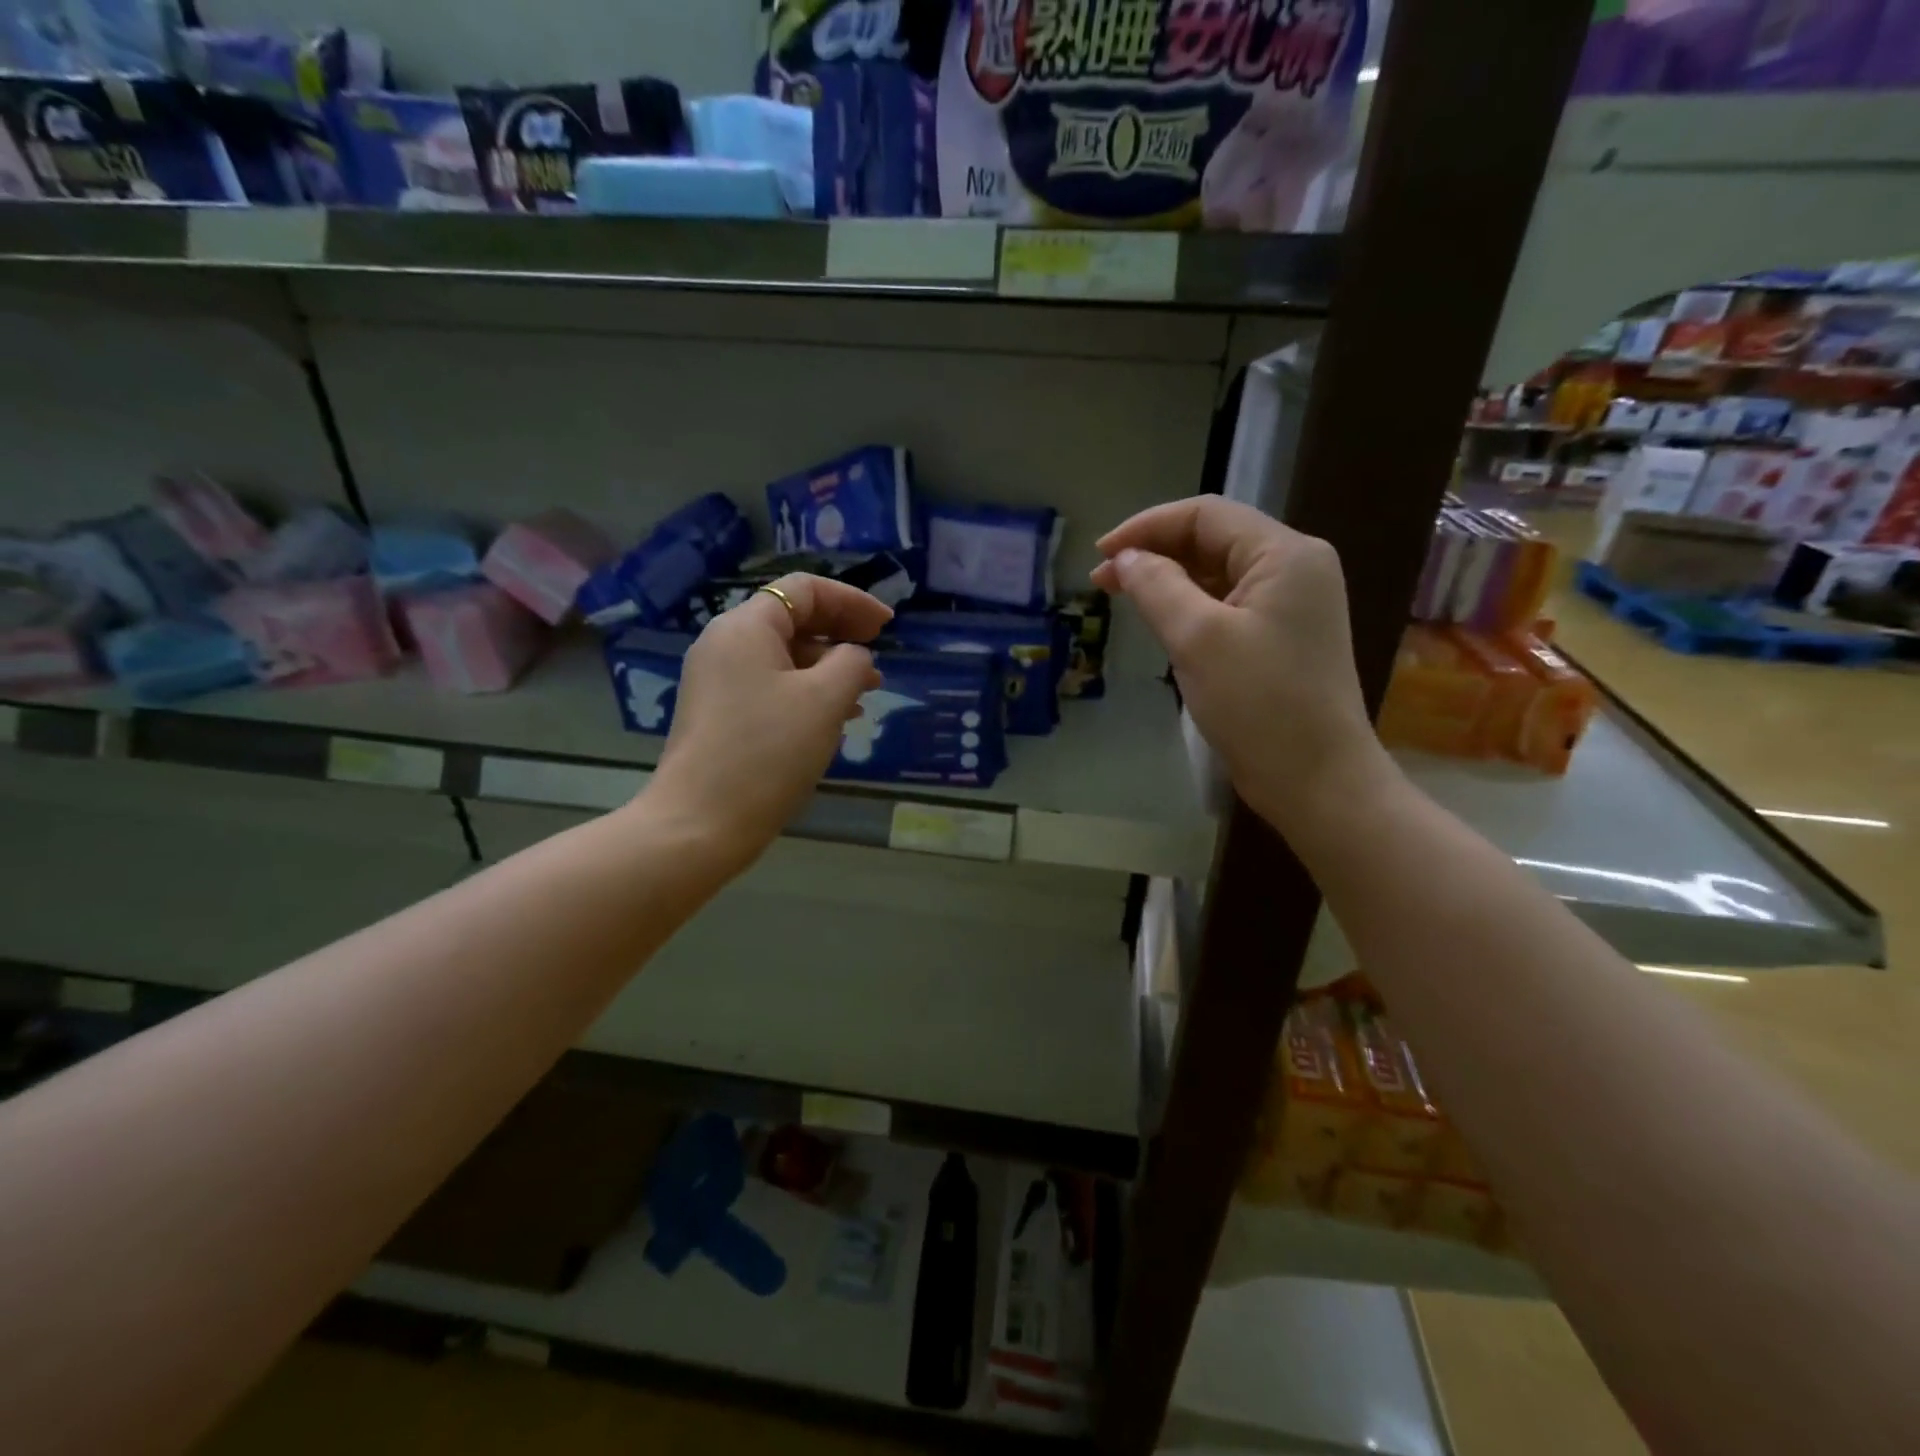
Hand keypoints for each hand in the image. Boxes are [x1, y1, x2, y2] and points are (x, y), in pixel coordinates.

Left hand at [643, 574, 890, 866]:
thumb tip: (852, 657)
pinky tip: (832, 718)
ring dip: (827, 667)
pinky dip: (805, 691)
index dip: (852, 601)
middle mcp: (724, 643)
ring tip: (865, 694)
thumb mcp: (825, 700)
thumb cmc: (768, 752)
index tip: (888, 626)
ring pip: (782, 657)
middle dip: (841, 635)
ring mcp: (716, 680)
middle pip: (791, 620)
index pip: (804, 590)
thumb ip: (851, 663)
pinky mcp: (717, 713)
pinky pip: (769, 686)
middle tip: (879, 657)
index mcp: (746, 627)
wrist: (700, 822)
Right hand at [1092, 498, 1390, 836]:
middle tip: (1103, 582)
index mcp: (1286, 554)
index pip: (1206, 515)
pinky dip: (1190, 607)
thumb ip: (1156, 586)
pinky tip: (1161, 622)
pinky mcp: (1281, 638)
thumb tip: (1125, 558)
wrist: (1316, 779)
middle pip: (1213, 540)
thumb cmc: (1259, 703)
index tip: (1101, 555)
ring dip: (1169, 581)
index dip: (1147, 527)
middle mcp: (1295, 568)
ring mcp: (1291, 606)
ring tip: (1123, 599)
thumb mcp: (1198, 638)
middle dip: (1154, 554)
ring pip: (1218, 574)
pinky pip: (1227, 606)